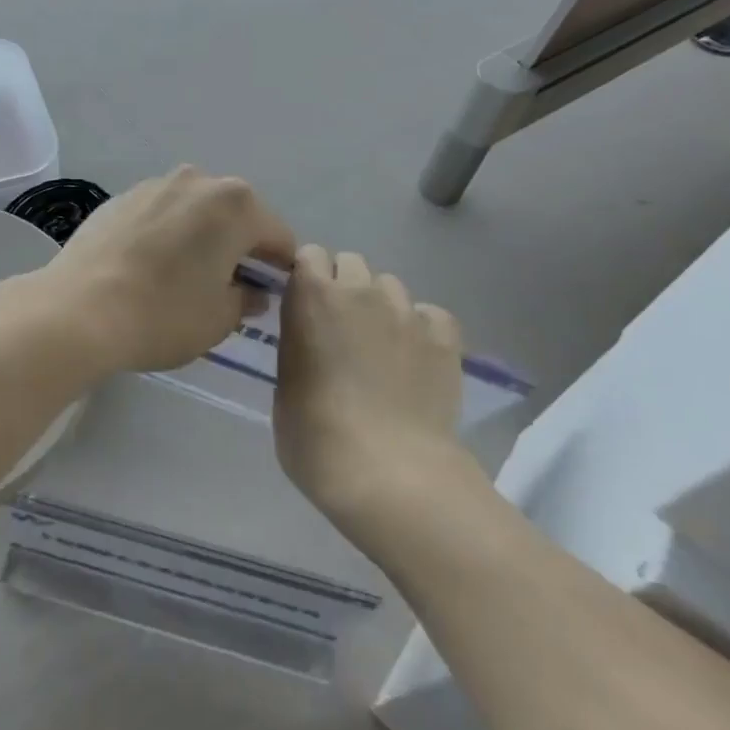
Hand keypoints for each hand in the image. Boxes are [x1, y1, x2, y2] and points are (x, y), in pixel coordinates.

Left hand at [35, 165, 294, 374]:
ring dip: (200, 235)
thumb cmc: (163, 315)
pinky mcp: (121, 196)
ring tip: (184, 274)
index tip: (271, 295)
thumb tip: (250, 291)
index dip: (279, 269)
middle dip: (239, 247)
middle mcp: (198, 181)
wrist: (79, 309)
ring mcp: (155, 184)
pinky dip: (165, 233)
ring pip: (195, 210)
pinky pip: (159, 213)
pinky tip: (149, 265)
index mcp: (236, 205)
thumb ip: (246, 299)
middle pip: (236, 216)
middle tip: (227, 286)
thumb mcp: (219, 319)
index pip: (278, 237)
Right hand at [275, 245, 473, 538]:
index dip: (306, 278)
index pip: (308, 256)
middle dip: (343, 285)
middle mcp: (360, 291)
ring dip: (380, 305)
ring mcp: (406, 312)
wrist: (389, 473)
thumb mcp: (284, 386)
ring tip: (381, 347)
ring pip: (390, 286)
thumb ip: (297, 348)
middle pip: (351, 262)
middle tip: (340, 328)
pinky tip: (416, 359)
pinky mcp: (444, 337)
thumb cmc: (315, 437)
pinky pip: (429, 315)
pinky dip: (421, 329)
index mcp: (311, 296)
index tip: (304, 306)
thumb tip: (311, 345)